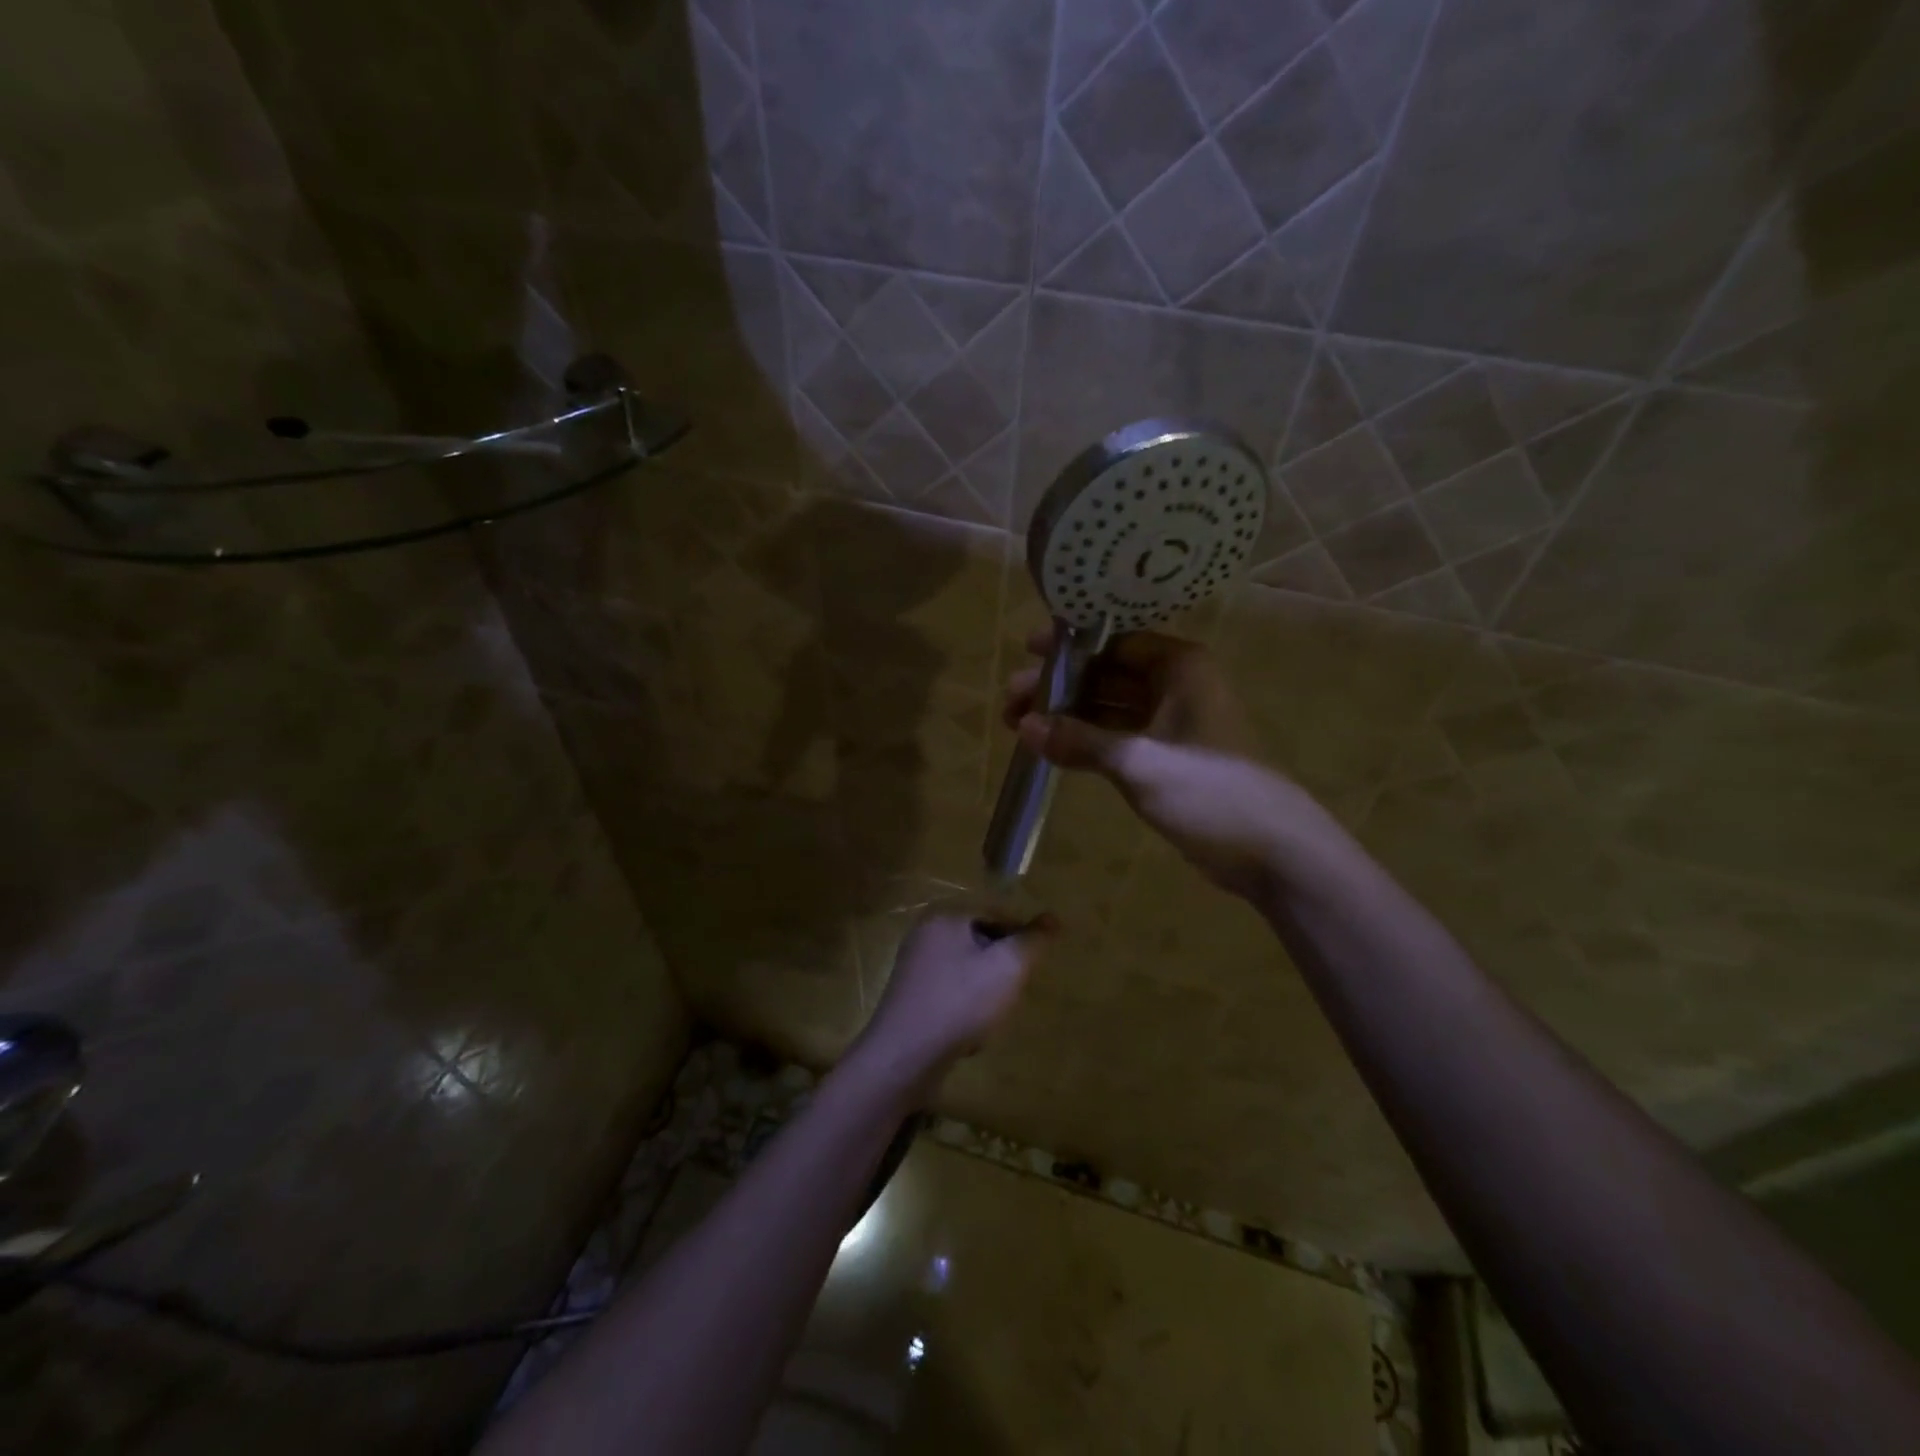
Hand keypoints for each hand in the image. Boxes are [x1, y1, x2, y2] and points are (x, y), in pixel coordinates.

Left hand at [854, 913, 1053, 1087]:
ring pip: (967, 969)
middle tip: (1012, 993)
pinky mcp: (910, 996)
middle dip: (1001, 967)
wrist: (904, 1056)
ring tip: (992, 1015)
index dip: (1020, 938)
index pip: (996, 913)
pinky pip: (950, 991)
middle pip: (981, 941)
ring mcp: (914, 965)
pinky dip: (965, 1006)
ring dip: (985, 990)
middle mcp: (925, 933)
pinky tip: (970, 1031)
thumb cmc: (960, 1002)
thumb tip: (1053, 918)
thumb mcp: (1008, 968)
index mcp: (945, 916)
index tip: (1031, 967)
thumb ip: (1032, 941)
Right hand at [1002, 629, 1308, 898]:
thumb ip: (1080, 741)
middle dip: (1060, 689)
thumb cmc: (1210, 791)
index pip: (1114, 642)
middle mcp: (1176, 686)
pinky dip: (1088, 742)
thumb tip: (1025, 727)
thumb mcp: (1139, 762)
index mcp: (1179, 667)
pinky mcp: (1169, 759)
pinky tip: (1053, 750)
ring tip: (1020, 729)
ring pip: (1110, 709)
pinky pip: (1119, 738)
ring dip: (1069, 717)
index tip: (1025, 654)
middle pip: (1107, 676)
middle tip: (1011, 705)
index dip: (1068, 648)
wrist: (1273, 852)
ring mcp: (1173, 724)